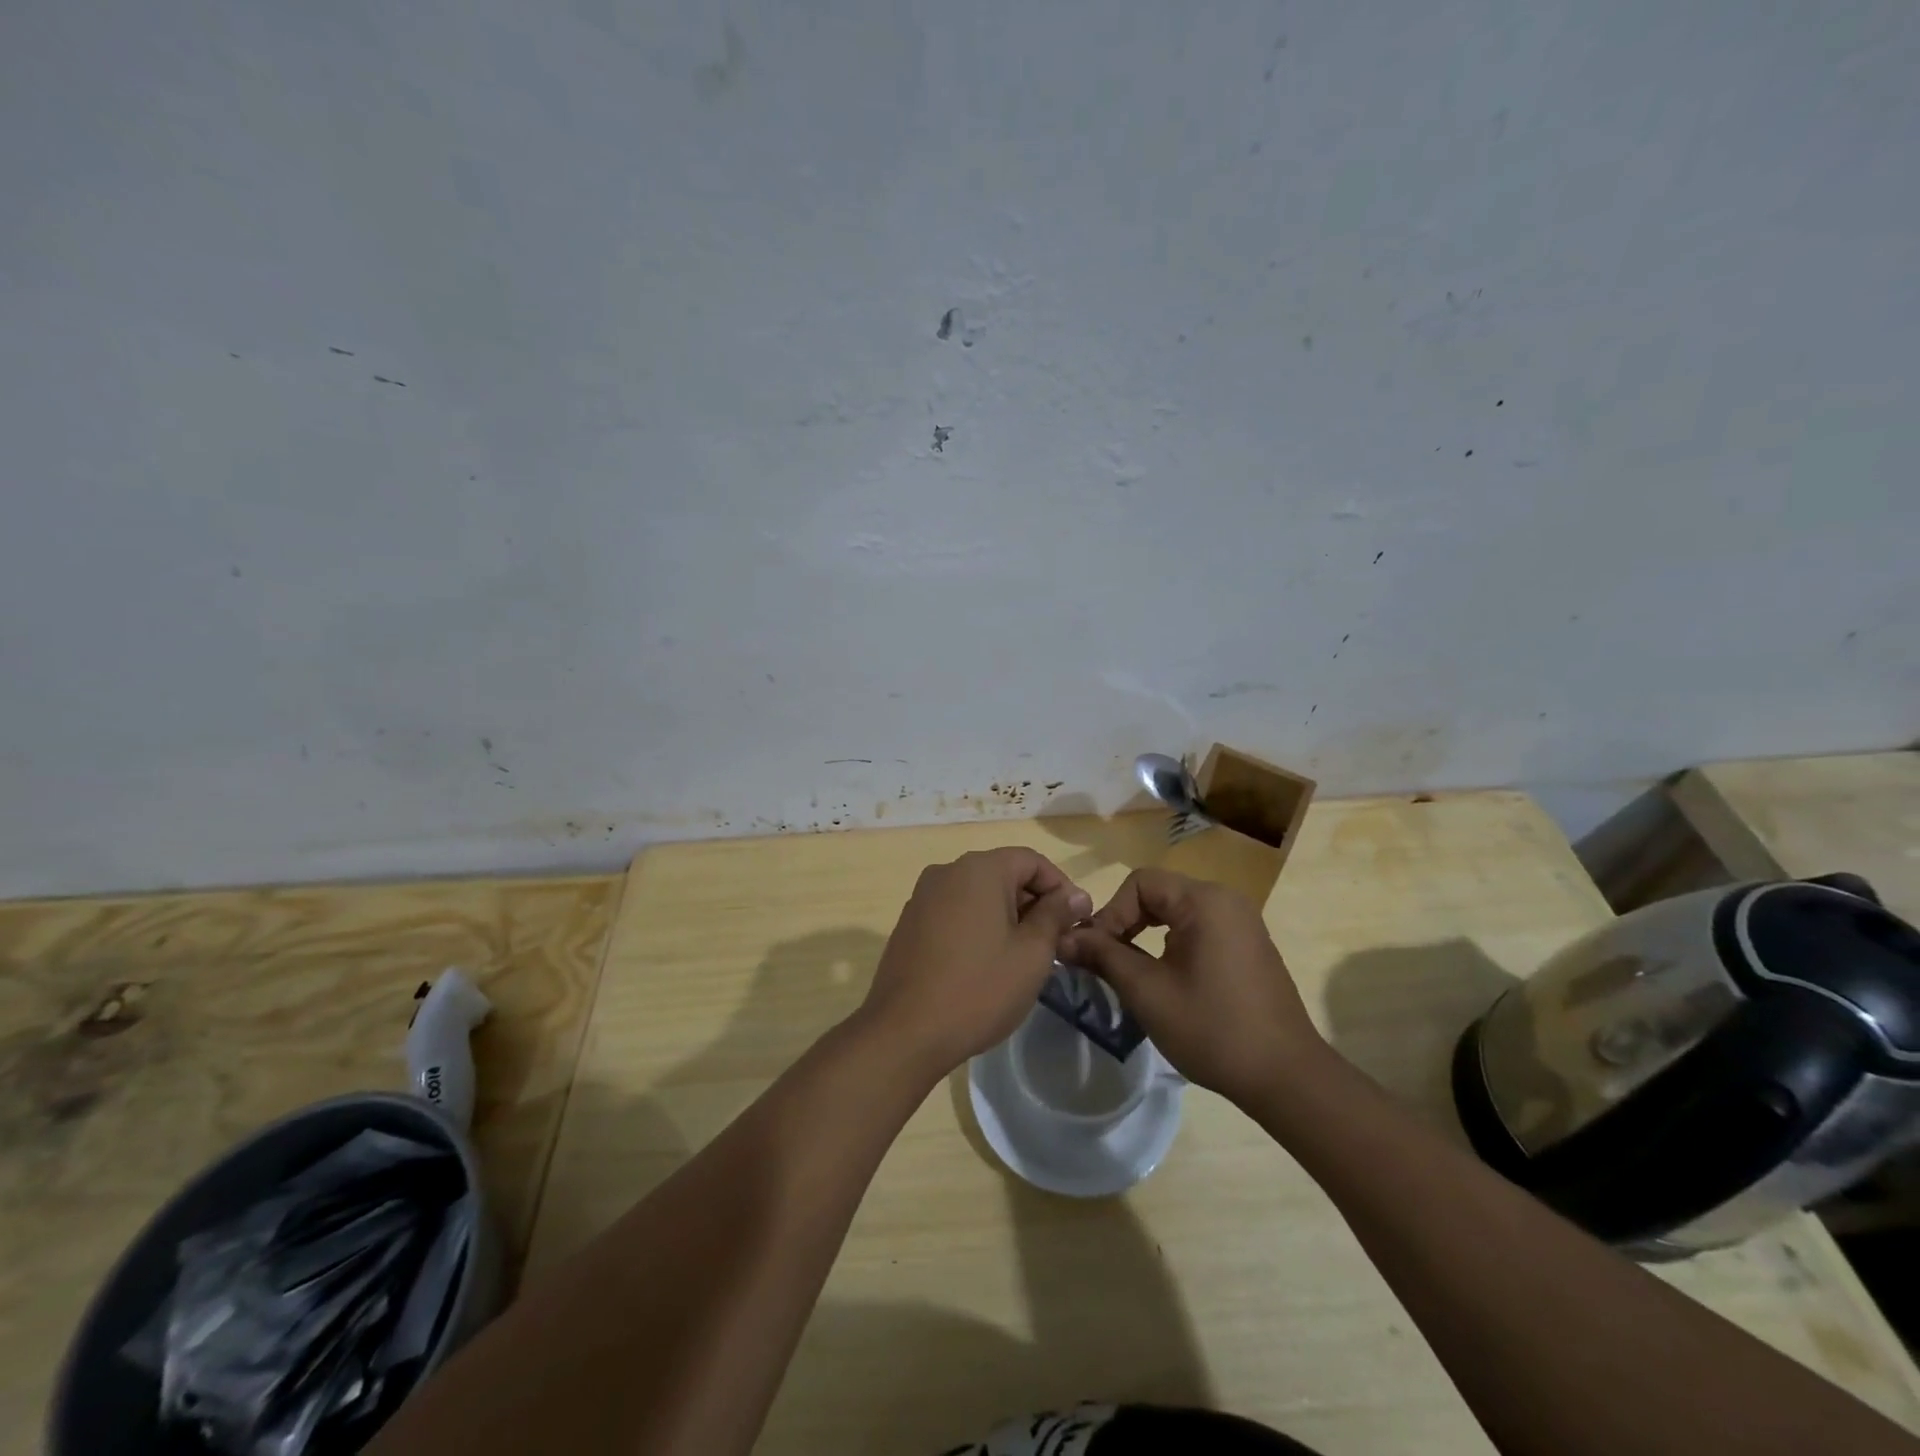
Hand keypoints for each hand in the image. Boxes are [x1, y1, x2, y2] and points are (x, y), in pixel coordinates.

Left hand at [860, 848, 1092, 1079]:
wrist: (905, 1032)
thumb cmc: (980, 988)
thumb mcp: (1032, 953)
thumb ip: (1055, 915)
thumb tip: (1075, 895)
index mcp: (979, 869)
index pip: (1031, 860)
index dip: (1060, 886)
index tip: (1077, 920)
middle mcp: (947, 871)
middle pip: (1003, 874)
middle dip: (1034, 903)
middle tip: (1056, 943)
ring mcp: (923, 897)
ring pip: (978, 894)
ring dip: (1007, 916)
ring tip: (1024, 956)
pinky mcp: (909, 923)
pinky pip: (955, 912)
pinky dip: (978, 926)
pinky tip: (986, 963)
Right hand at [1059, 868, 1325, 1106]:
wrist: (1286, 1078)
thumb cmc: (1212, 1029)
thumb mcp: (1147, 991)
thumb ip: (1103, 956)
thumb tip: (1064, 938)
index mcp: (1204, 901)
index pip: (1140, 883)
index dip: (1110, 913)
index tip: (1094, 952)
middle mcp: (1226, 901)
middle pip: (1158, 893)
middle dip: (1124, 923)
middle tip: (1104, 960)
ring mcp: (1241, 923)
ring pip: (1176, 912)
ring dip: (1145, 935)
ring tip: (1127, 970)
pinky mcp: (1247, 946)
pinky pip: (1197, 929)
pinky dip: (1170, 944)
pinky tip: (1164, 979)